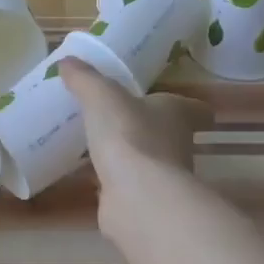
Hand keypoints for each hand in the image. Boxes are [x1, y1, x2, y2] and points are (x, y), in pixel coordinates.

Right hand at [59, 58, 211, 236]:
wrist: (136, 197)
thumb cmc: (129, 135)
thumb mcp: (102, 96)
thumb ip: (85, 79)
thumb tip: (67, 61)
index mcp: (177, 115)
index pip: (196, 110)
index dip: (189, 106)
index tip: (173, 103)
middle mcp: (178, 146)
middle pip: (170, 134)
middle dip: (148, 128)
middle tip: (120, 117)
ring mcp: (162, 178)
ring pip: (148, 161)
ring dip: (129, 155)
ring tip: (99, 143)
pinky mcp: (142, 202)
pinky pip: (126, 185)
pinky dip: (112, 180)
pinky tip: (89, 173)